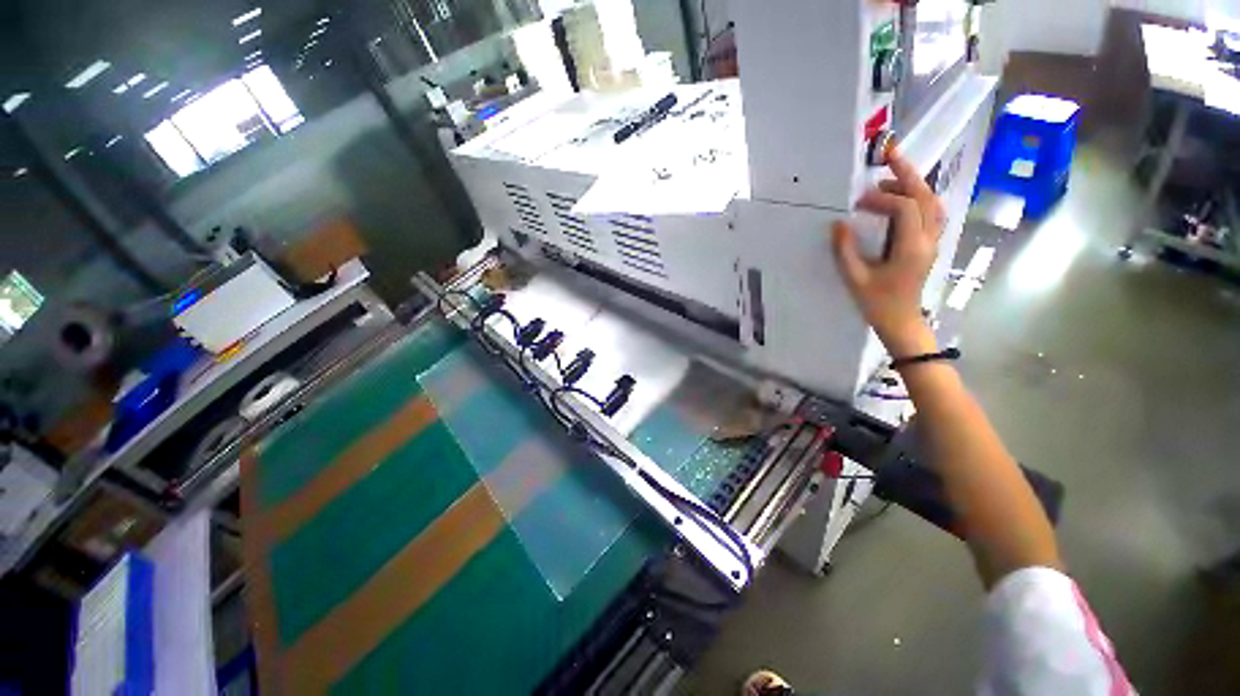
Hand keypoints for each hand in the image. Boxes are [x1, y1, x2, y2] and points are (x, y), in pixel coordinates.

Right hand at [831, 150, 944, 357]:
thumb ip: (845, 250)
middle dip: (908, 174)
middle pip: (926, 197)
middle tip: (889, 155)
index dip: (881, 199)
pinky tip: (903, 199)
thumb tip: (838, 223)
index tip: (857, 203)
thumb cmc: (877, 304)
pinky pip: (931, 214)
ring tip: (890, 177)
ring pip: (933, 203)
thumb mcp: (855, 279)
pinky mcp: (929, 245)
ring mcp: (933, 242)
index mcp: (911, 248)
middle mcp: (928, 239)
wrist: (901, 322)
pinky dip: (919, 199)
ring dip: (914, 186)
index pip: (904, 208)